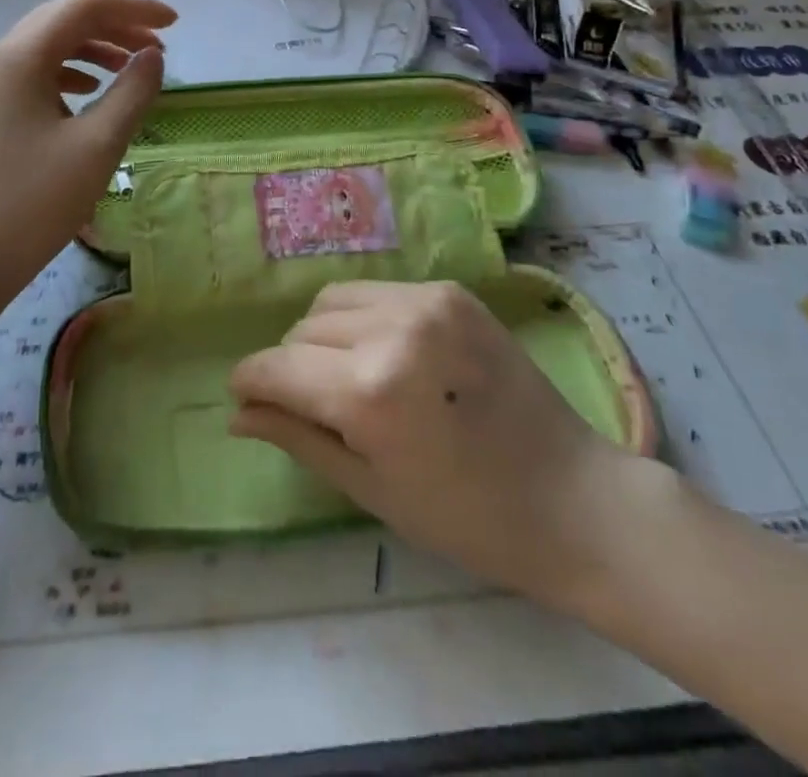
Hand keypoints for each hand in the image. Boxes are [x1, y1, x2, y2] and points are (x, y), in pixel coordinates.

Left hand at [0, 0, 173, 316]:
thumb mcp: (97, 146)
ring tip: (132, 68)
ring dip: (94, 48)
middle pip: (63, 20)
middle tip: (159, 47)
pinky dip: (69, 71)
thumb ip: (132, 92)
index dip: (134, 8)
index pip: (83, 7)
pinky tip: (89, 91)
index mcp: (19, 58)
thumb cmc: (35, 204)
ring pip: (47, 46)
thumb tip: (153, 56)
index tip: (175, 24)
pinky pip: (33, 73)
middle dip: (115, 25)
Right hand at [228, 281, 646, 612]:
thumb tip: (238, 413)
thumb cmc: (465, 517)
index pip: (276, 365)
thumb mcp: (369, 488)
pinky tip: (392, 354)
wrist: (569, 496)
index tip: (245, 396)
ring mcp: (425, 301)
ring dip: (325, 334)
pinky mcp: (450, 290)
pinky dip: (366, 319)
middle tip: (316, 404)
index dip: (250, 381)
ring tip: (352, 374)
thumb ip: (297, 437)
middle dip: (292, 364)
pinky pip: (379, 292)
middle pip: (303, 329)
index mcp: (367, 391)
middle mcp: (391, 329)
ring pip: (335, 300)